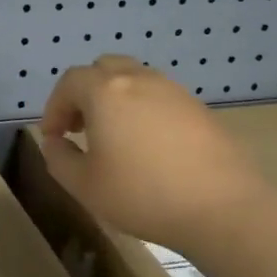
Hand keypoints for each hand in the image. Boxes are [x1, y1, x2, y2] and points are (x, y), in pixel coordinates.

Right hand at [38, 56, 261, 255]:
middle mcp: (140, 80)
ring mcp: (174, 91)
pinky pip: (160, 98)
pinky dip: (143, 111)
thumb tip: (55, 142)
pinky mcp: (199, 109)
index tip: (53, 136)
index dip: (54, 106)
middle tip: (80, 127)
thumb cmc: (142, 194)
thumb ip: (59, 159)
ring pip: (135, 81)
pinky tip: (148, 149)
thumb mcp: (84, 185)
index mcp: (106, 92)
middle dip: (85, 94)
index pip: (70, 82)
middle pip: (104, 69)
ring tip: (114, 139)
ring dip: (115, 101)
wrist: (223, 207)